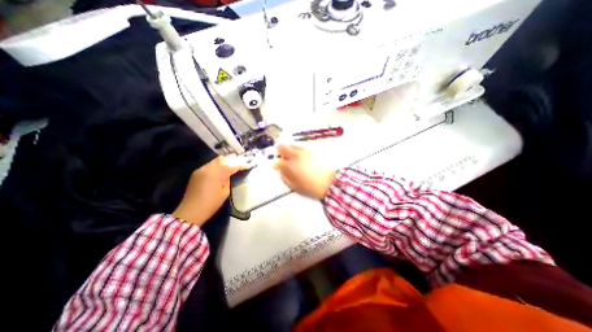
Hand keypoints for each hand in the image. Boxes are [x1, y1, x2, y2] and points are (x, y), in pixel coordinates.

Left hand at [174, 155, 251, 224]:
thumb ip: (228, 179)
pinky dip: (219, 164)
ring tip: (235, 163)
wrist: (190, 212)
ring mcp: (201, 169)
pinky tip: (223, 168)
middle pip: (223, 159)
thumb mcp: (225, 192)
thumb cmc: (211, 204)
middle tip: (242, 162)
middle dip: (234, 159)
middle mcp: (208, 168)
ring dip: (226, 161)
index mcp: (216, 174)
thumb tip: (231, 173)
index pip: (232, 165)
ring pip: (216, 160)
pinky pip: (211, 164)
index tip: (249, 165)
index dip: (241, 165)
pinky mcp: (197, 172)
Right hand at [274, 142, 334, 198]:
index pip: (276, 161)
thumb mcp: (294, 185)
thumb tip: (280, 170)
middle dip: (279, 151)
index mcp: (290, 166)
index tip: (278, 166)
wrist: (329, 182)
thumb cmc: (311, 187)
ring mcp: (304, 151)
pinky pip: (301, 146)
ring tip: (293, 157)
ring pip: (291, 144)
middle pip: (281, 146)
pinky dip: (298, 149)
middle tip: (283, 157)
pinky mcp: (312, 150)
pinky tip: (302, 157)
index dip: (276, 163)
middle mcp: (296, 155)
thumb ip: (284, 176)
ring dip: (289, 149)